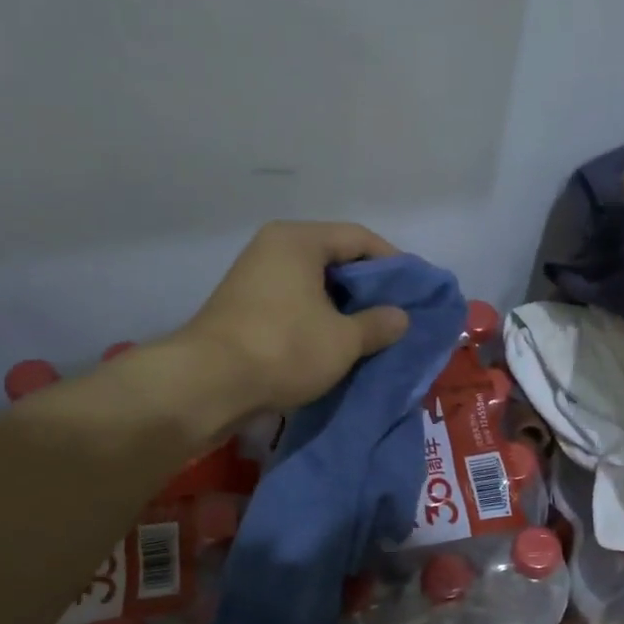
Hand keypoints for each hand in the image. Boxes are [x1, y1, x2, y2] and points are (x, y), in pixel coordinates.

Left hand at [178, 221, 409, 411]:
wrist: (208, 385)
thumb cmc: (284, 348)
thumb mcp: (344, 339)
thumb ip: (379, 324)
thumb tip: (400, 317)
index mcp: (299, 240)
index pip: (359, 238)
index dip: (394, 263)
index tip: (415, 290)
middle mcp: (274, 248)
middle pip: (335, 258)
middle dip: (369, 287)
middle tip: (397, 312)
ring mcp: (255, 277)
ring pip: (314, 284)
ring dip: (344, 306)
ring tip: (372, 331)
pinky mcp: (244, 307)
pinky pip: (295, 303)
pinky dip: (319, 318)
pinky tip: (337, 342)